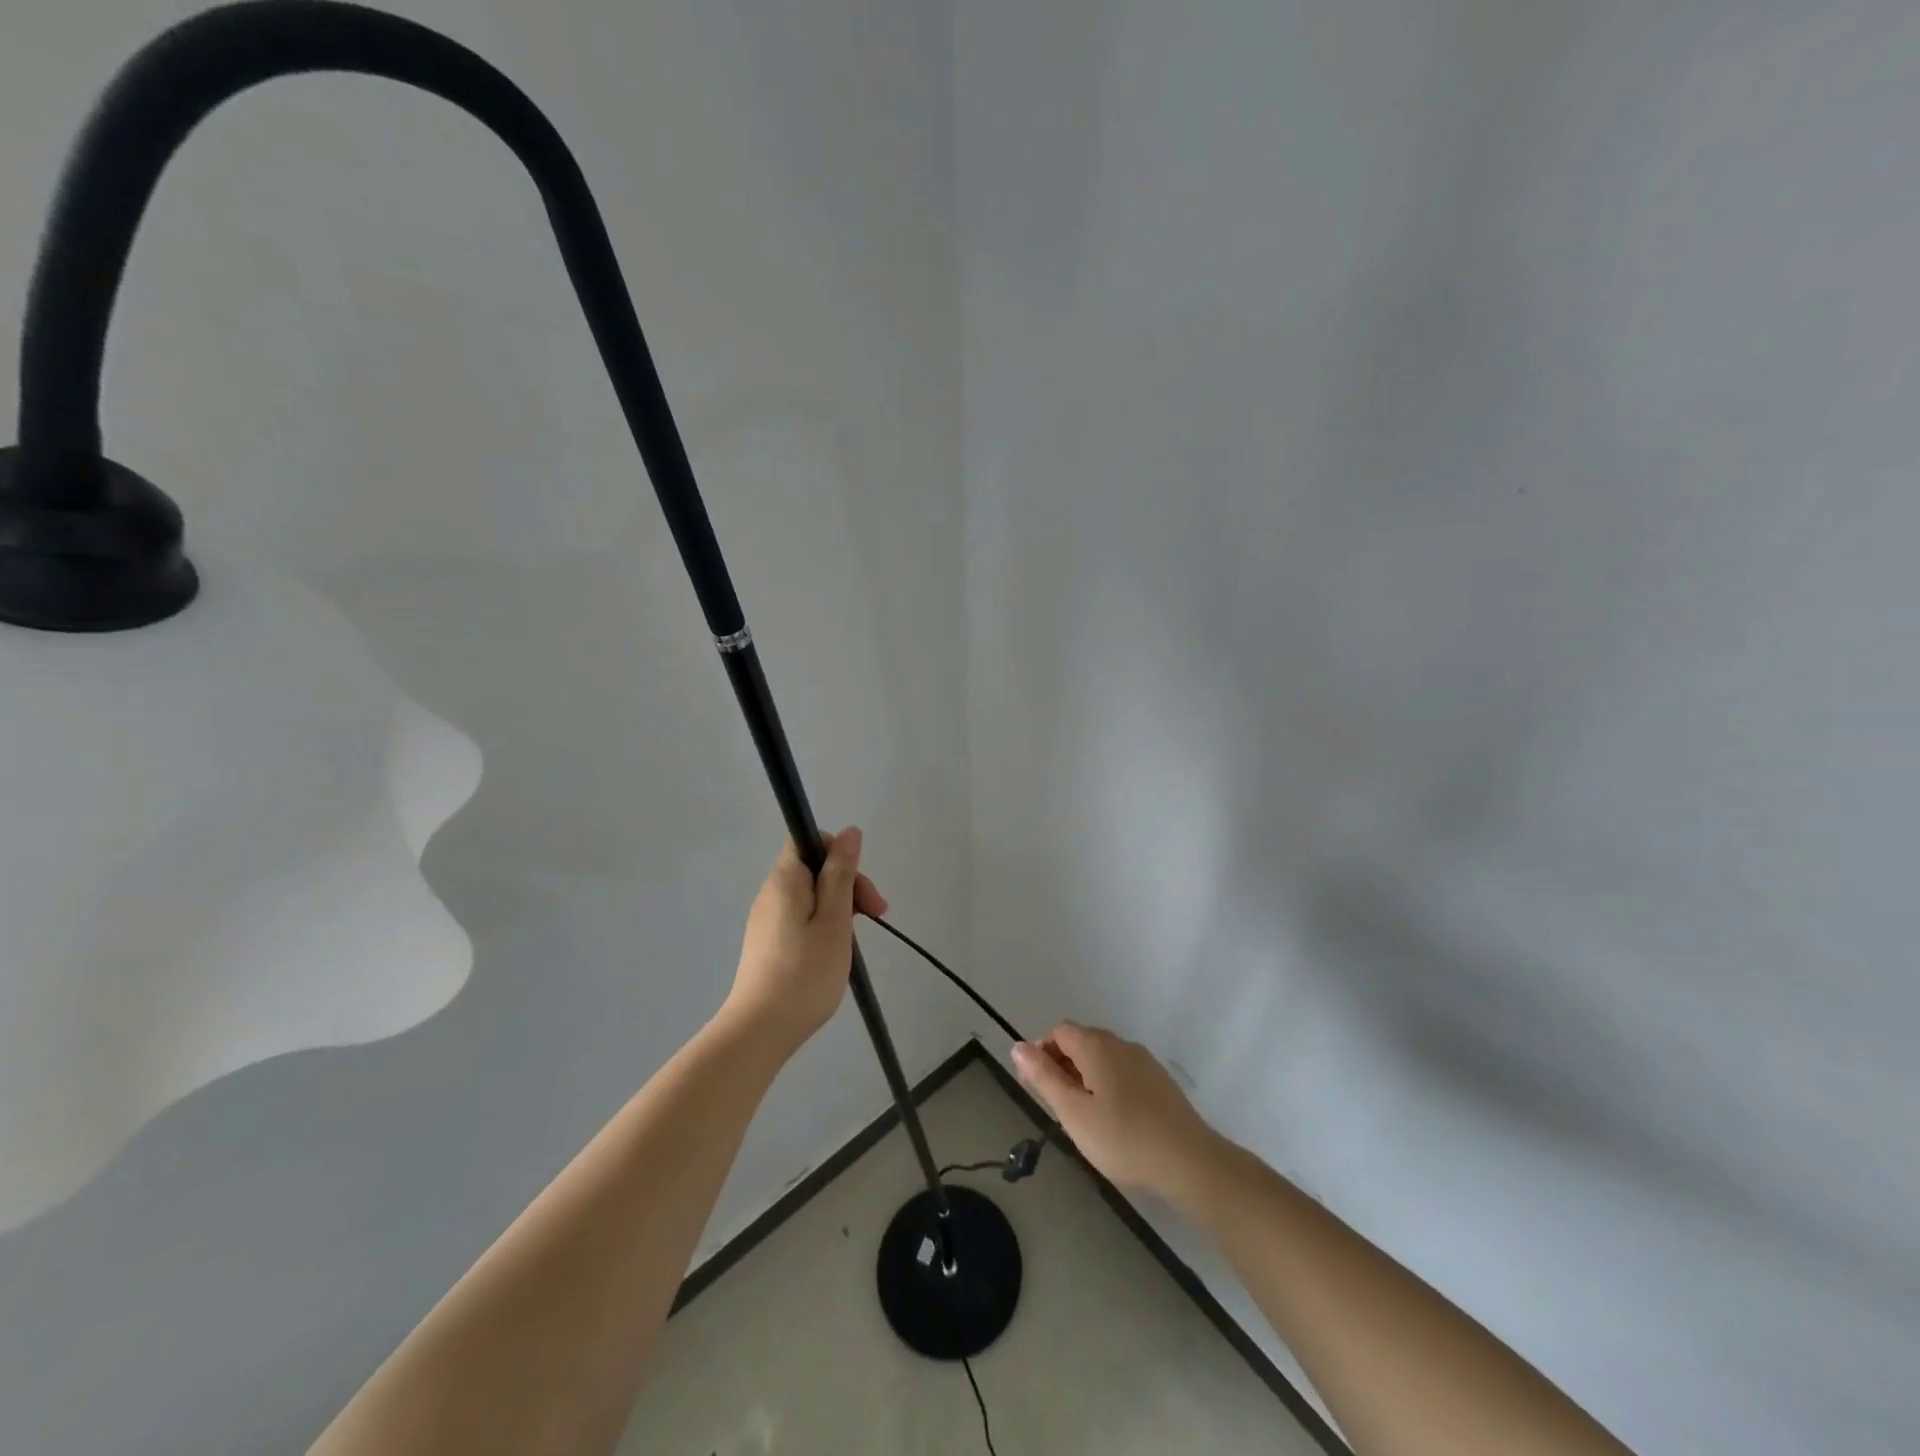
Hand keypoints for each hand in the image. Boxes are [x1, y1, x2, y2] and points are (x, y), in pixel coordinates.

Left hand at [723, 829, 886, 1055]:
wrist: (760, 1031)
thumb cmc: (805, 973)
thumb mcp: (835, 919)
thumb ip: (842, 874)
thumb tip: (849, 832)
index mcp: (785, 880)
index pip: (810, 839)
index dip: (839, 852)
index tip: (860, 886)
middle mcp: (771, 893)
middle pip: (814, 868)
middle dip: (848, 884)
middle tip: (876, 916)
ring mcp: (767, 920)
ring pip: (810, 895)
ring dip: (840, 907)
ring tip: (856, 941)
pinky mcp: (768, 943)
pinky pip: (801, 918)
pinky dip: (824, 925)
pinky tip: (834, 954)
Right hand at [1012, 1023, 1221, 1200]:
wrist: (1189, 1162)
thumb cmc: (1123, 1138)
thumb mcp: (1074, 1113)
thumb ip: (1044, 1078)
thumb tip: (1017, 1046)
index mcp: (1096, 1046)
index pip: (1059, 1031)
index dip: (1043, 1053)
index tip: (1038, 1087)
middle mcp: (1120, 1044)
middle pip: (1082, 1041)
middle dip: (1063, 1065)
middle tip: (1059, 1107)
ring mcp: (1144, 1061)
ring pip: (1104, 1057)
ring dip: (1086, 1076)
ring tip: (1085, 1117)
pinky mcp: (1160, 1081)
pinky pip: (1123, 1071)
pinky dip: (1109, 1085)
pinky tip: (1115, 1120)